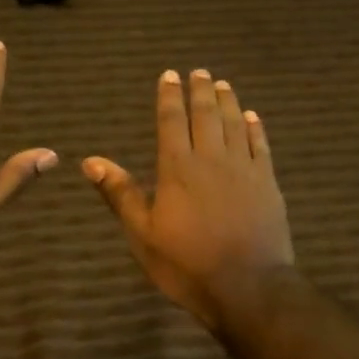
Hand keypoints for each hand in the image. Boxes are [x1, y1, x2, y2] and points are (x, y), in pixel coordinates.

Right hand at [84, 69, 293, 329]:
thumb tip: (90, 161)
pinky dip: (255, 128)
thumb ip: (120, 194)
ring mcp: (244, 169)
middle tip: (199, 71)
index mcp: (177, 168)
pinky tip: (252, 117)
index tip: (170, 75)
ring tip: (223, 84)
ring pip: (234, 124)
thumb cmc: (187, 264)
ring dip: (227, 102)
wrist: (248, 287)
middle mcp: (211, 159)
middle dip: (200, 91)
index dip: (169, 96)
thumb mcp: (142, 234)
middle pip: (205, 115)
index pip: (171, 121)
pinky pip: (261, 146)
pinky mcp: (268, 184)